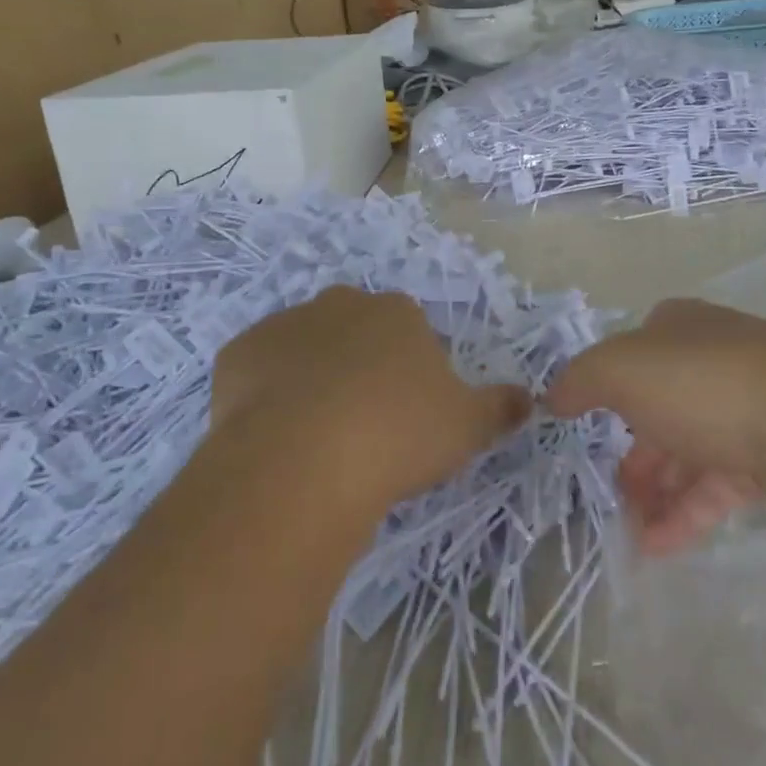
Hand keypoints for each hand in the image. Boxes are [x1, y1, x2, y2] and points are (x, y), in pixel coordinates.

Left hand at [209, 286, 530, 523]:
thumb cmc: (398, 434)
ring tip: (316, 436)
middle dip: (359, 365)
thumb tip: (530, 399)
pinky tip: (274, 434)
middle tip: (364, 422)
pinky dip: (265, 394)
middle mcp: (340, 305)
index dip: (411, 370)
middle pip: (355, 330)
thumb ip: (501, 407)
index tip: (408, 413)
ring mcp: (283, 325)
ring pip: (304, 348)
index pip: (410, 329)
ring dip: (311, 376)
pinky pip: (257, 371)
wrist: (303, 461)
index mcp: (397, 312)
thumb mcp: (468, 425)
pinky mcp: (236, 355)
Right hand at [547, 299, 765, 553]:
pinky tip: (657, 546)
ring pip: (687, 452)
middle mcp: (710, 361)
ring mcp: (744, 408)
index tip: (586, 431)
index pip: (631, 356)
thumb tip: (553, 397)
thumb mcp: (621, 370)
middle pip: (657, 410)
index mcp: (677, 329)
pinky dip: (685, 514)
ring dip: (654, 493)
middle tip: (607, 496)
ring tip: (628, 533)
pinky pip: (716, 486)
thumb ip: (580, 381)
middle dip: (631, 455)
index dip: (606, 391)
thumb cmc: (703, 385)